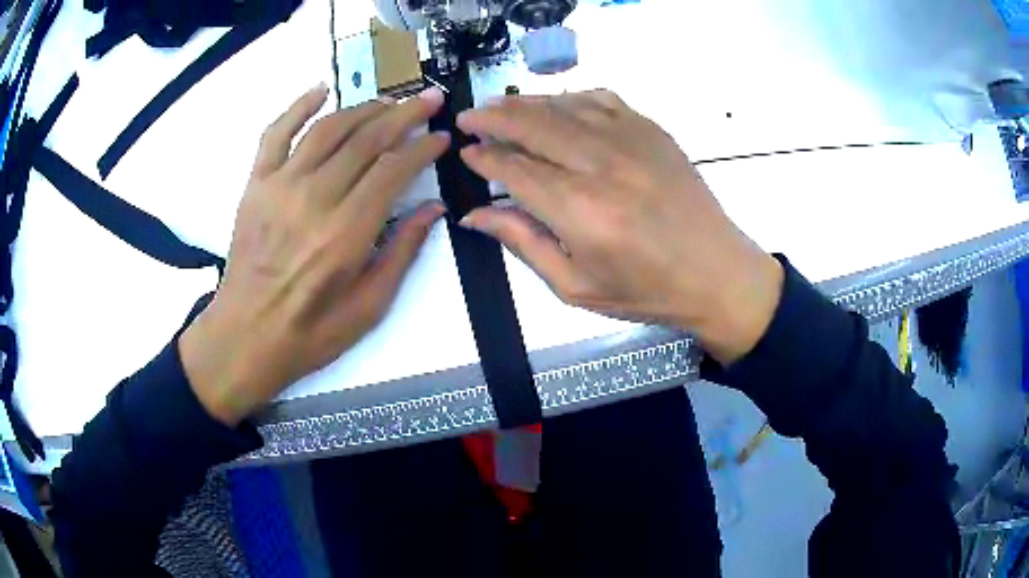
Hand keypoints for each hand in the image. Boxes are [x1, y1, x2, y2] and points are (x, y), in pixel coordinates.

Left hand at [179, 85, 449, 425]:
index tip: (442, 137)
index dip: (423, 148)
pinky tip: (321, 90)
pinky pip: (276, 132)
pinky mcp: (256, 184)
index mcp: (347, 234)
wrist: (244, 337)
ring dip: (364, 108)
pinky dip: (299, 106)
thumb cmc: (310, 332)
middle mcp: (315, 199)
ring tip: (388, 102)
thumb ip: (402, 253)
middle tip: (428, 100)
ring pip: (329, 128)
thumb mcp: (368, 308)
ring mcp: (280, 186)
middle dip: (404, 114)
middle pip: (366, 139)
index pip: (394, 170)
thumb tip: (434, 208)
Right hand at [456, 90, 782, 364]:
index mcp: (580, 210)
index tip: (465, 153)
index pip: (514, 169)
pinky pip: (600, 99)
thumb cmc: (646, 290)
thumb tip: (475, 215)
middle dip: (493, 118)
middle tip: (469, 117)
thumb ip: (523, 243)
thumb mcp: (576, 286)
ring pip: (563, 105)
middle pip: (533, 125)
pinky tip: (556, 106)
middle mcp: (601, 165)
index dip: (484, 158)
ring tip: (501, 108)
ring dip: (525, 104)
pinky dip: (570, 98)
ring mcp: (630, 140)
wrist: (716, 272)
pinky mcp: (651, 130)